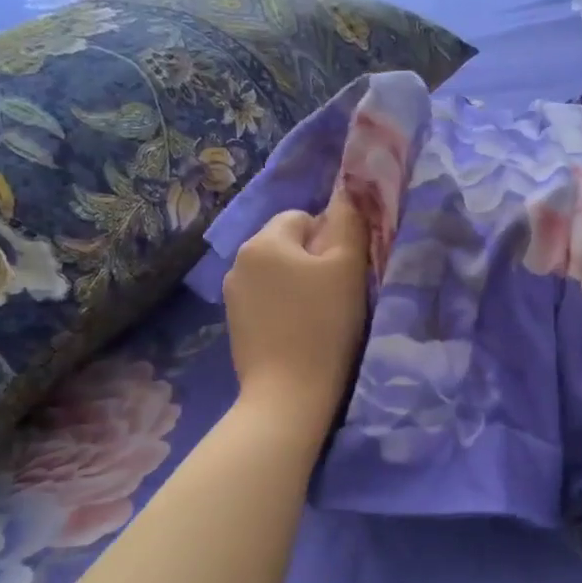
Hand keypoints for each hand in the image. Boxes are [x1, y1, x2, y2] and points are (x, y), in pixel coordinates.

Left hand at [223, 191, 369, 427]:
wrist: (289, 393)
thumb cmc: (324, 324)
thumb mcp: (347, 267)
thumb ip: (349, 221)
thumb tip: (349, 190)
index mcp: (264, 240)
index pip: (304, 218)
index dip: (331, 240)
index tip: (345, 272)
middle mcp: (239, 260)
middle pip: (288, 245)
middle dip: (312, 262)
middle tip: (337, 295)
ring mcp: (232, 294)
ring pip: (277, 274)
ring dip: (298, 286)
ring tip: (319, 317)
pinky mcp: (234, 324)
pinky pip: (266, 300)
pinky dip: (284, 309)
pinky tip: (299, 333)